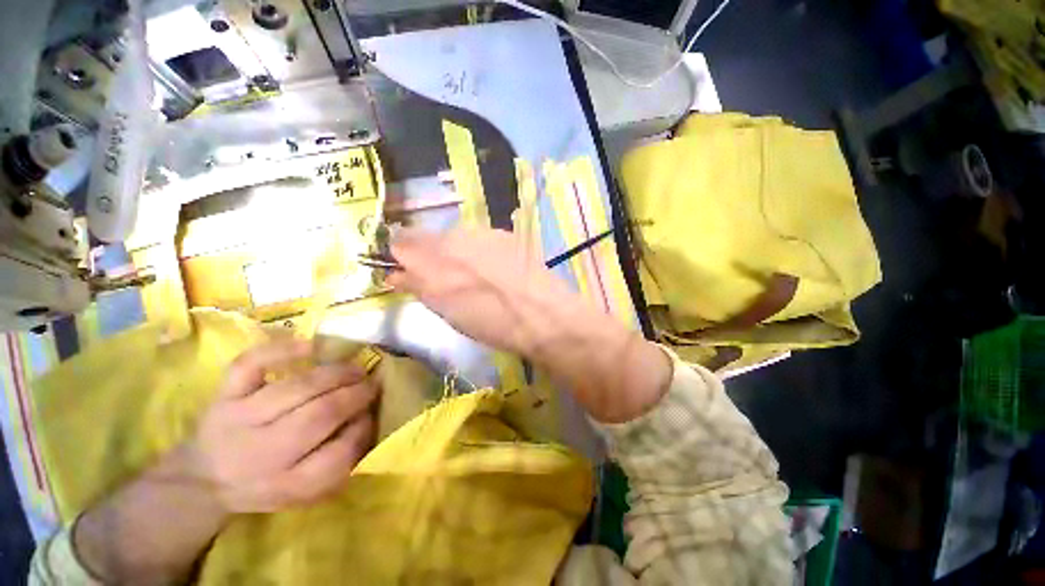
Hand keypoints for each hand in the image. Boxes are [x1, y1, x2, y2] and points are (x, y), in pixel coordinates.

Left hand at [188, 340, 378, 512]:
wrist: (204, 479)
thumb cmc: (267, 483)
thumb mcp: (305, 490)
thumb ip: (340, 460)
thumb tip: (366, 417)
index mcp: (286, 484)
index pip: (338, 455)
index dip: (364, 429)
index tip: (371, 415)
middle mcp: (261, 453)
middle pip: (320, 414)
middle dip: (356, 394)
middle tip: (372, 384)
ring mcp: (239, 418)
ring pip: (298, 387)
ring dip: (336, 373)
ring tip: (355, 369)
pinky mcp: (223, 394)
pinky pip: (252, 365)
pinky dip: (283, 350)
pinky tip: (311, 347)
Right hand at [386, 228, 576, 356]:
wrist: (541, 314)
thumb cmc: (492, 324)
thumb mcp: (448, 313)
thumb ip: (419, 288)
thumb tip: (397, 274)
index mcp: (433, 263)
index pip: (402, 244)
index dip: (401, 255)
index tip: (405, 268)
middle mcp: (452, 241)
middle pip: (427, 236)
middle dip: (427, 252)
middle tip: (440, 273)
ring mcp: (480, 234)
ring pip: (454, 236)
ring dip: (454, 250)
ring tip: (472, 272)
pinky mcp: (503, 235)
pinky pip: (479, 237)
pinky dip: (478, 249)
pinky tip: (493, 266)